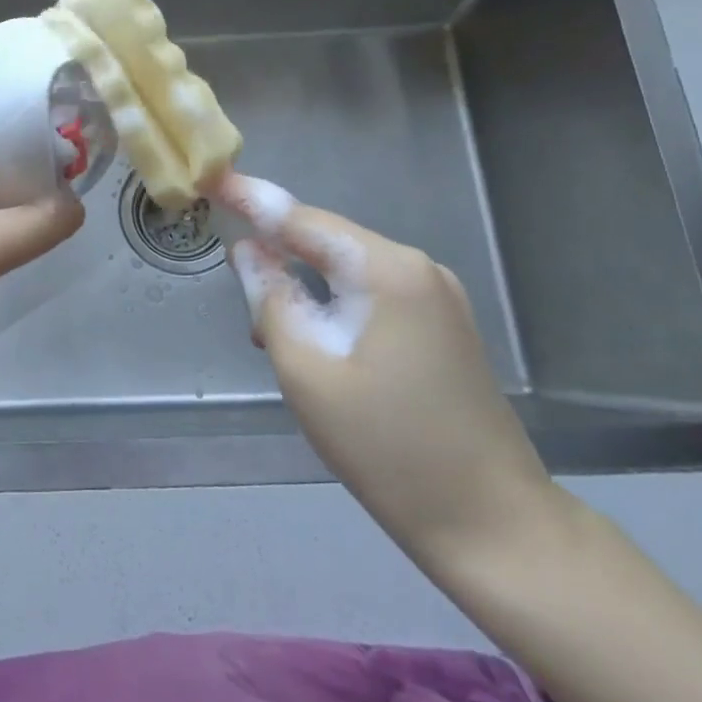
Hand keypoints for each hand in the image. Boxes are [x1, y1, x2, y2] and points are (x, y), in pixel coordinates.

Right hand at [216, 173, 559, 569]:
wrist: (492, 523)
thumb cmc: (387, 448)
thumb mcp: (308, 371)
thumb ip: (271, 299)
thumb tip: (249, 251)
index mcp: (387, 271)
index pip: (302, 219)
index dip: (250, 199)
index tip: (209, 178)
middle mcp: (418, 268)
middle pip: (328, 241)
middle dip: (278, 255)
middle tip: (238, 292)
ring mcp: (439, 296)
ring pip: (349, 271)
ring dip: (305, 287)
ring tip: (271, 334)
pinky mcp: (445, 325)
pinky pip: (373, 295)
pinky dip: (336, 305)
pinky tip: (318, 342)